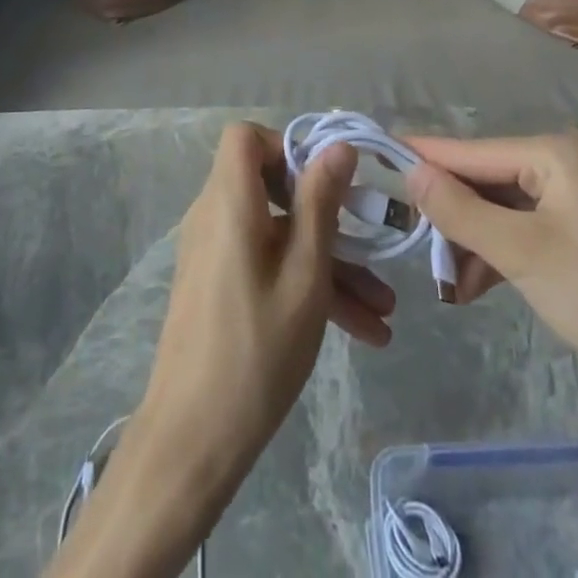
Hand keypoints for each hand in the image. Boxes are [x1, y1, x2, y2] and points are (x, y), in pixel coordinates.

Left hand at [139, 122, 394, 469]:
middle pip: (271, 189)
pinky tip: (360, 330)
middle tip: (371, 243)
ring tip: (384, 312)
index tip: (325, 181)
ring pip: (277, 236)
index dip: (286, 147)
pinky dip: (304, 284)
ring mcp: (215, 252)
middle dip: (327, 216)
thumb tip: (338, 146)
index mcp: (229, 202)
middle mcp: (215, 216)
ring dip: (329, 264)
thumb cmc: (256, 350)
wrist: (192, 439)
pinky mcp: (218, 284)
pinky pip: (265, 265)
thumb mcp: (304, 275)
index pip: (245, 138)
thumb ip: (320, 203)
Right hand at [403, 132, 577, 577]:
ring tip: (445, 283)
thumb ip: (459, 209)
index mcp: (558, 151)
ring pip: (504, 210)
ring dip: (472, 242)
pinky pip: (527, 231)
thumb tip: (409, 171)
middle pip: (488, 180)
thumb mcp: (520, 252)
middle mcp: (569, 163)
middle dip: (451, 215)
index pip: (473, 150)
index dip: (424, 157)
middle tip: (412, 242)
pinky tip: (473, 287)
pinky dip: (499, 255)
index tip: (376, 155)